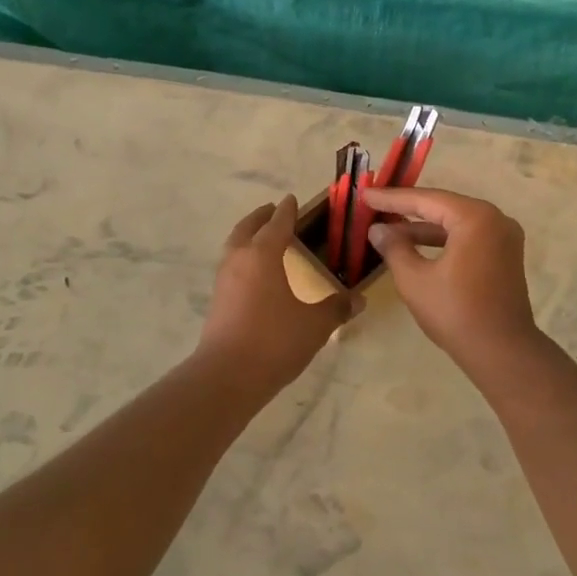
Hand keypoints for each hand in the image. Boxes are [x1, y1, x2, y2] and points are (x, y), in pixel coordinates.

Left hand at [194, 196, 354, 393]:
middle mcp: (239, 259)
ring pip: (235, 245)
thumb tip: (358, 299)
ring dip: (248, 235)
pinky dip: (243, 257)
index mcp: (263, 255)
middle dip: (261, 217)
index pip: (277, 223)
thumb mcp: (315, 324)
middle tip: (273, 211)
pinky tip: (255, 273)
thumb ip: (337, 308)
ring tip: (264, 238)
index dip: (287, 210)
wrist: (228, 376)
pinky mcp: (217, 300)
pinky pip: (231, 265)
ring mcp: (224, 280)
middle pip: (248, 228)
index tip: (292, 199)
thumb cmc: (275, 341)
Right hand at [360, 187, 539, 367]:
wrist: (502, 352)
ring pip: (455, 224)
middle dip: (408, 210)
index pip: (426, 200)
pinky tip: (416, 247)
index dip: (392, 198)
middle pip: (443, 207)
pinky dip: (442, 241)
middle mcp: (495, 219)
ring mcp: (504, 238)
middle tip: (375, 207)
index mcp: (475, 218)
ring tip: (389, 231)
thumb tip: (377, 230)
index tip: (365, 195)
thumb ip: (394, 248)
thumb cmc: (455, 312)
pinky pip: (468, 238)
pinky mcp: (505, 256)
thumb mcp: (414, 279)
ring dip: (423, 229)